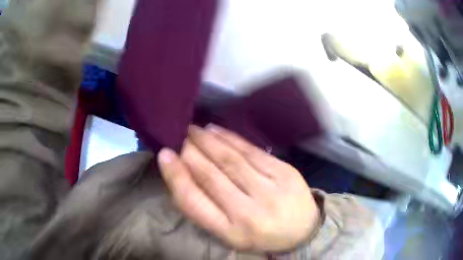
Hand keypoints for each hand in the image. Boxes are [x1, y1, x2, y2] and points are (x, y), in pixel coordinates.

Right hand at [157, 125, 319, 251]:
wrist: (303, 230)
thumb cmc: (259, 234)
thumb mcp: (228, 232)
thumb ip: (205, 208)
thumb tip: (182, 172)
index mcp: (231, 232)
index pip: (194, 202)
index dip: (175, 176)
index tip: (164, 154)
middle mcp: (249, 213)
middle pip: (211, 176)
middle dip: (190, 152)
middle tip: (178, 136)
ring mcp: (270, 191)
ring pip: (231, 159)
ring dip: (208, 141)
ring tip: (193, 130)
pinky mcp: (285, 172)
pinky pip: (252, 151)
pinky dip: (230, 138)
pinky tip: (216, 130)